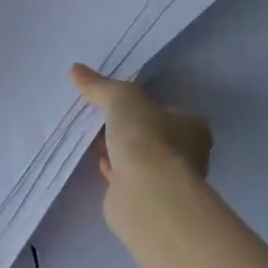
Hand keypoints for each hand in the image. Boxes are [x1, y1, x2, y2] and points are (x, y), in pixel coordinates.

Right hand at [70, 64, 211, 186]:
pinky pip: (123, 174)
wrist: (147, 196)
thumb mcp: (121, 98)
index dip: (141, 102)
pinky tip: (92, 157)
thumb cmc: (146, 138)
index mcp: (192, 126)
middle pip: (149, 131)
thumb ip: (99, 85)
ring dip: (114, 146)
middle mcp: (185, 153)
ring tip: (88, 132)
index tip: (115, 98)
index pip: (166, 108)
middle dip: (123, 125)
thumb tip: (75, 69)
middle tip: (97, 113)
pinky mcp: (144, 198)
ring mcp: (164, 178)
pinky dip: (109, 166)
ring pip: (135, 154)